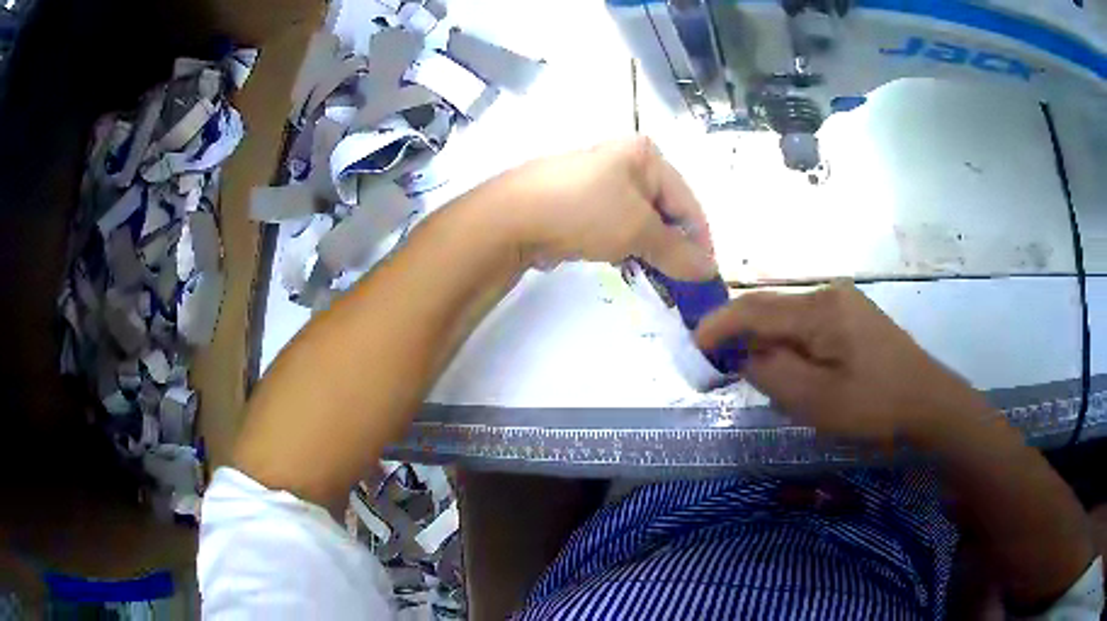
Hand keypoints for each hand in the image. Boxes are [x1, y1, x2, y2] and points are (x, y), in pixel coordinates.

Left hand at [463, 136, 716, 279]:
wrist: (512, 217)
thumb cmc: (585, 211)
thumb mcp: (639, 231)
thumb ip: (678, 252)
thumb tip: (710, 271)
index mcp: (645, 155)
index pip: (687, 201)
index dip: (700, 240)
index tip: (705, 277)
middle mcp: (624, 161)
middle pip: (664, 210)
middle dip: (673, 248)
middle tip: (680, 283)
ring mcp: (598, 181)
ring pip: (638, 221)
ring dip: (649, 250)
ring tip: (655, 279)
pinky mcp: (578, 202)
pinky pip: (614, 226)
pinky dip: (623, 246)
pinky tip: (625, 266)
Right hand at [694, 283, 992, 444]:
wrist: (929, 405)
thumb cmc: (875, 406)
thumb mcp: (817, 400)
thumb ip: (771, 373)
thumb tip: (742, 355)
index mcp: (820, 309)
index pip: (754, 308)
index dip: (718, 324)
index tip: (692, 345)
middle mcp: (829, 295)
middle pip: (771, 309)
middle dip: (740, 334)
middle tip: (718, 364)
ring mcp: (845, 304)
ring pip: (789, 318)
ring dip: (766, 341)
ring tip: (753, 372)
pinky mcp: (855, 319)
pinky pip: (809, 326)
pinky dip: (789, 344)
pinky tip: (791, 367)